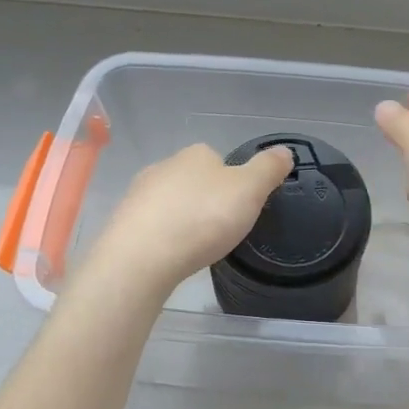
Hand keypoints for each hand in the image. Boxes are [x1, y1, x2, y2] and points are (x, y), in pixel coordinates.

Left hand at [80, 142, 292, 297]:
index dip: (233, 182)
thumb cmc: (203, 218)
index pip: (219, 159)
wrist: (142, 257)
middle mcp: (164, 166)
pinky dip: (164, 237)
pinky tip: (173, 255)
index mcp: (196, 154)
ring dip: (183, 219)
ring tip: (197, 246)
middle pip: (194, 180)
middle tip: (222, 229)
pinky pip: (152, 226)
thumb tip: (285, 151)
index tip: (240, 207)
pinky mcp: (124, 223)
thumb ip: (268, 169)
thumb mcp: (249, 191)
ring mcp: (139, 194)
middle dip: (206, 200)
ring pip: (171, 202)